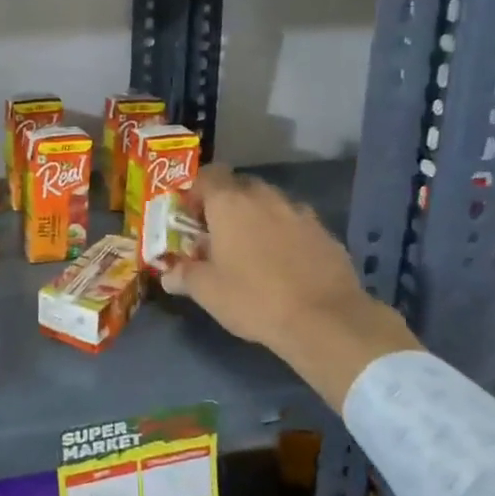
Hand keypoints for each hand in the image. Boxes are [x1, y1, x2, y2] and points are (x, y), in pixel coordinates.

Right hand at [162, 165, 420, 407]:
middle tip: (218, 236)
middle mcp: (264, 196)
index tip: (190, 218)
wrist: (326, 319)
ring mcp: (298, 212)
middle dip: (226, 205)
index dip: (195, 192)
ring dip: (257, 218)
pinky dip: (285, 235)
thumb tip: (169, 274)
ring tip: (252, 251)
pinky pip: (295, 224)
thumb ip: (183, 275)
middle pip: (239, 186)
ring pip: (269, 204)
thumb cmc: (254, 298)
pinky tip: (284, 265)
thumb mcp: (207, 292)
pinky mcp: (324, 231)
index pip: (207, 175)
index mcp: (229, 202)